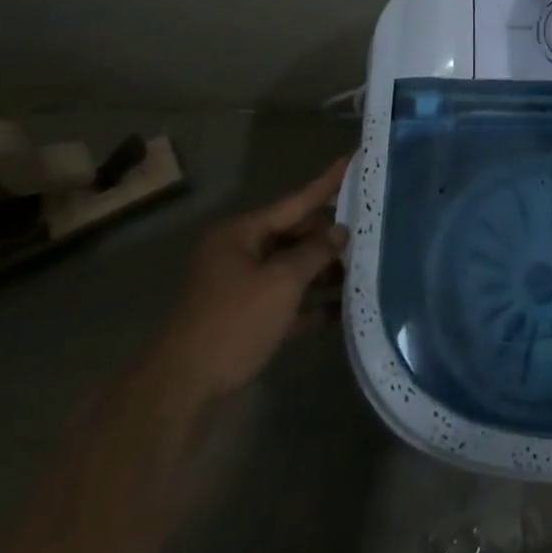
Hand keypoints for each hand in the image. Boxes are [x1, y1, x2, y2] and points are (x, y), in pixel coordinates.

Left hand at [151, 157, 349, 402]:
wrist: (182, 394)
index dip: (327, 183)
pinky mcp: (245, 321)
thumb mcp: (281, 282)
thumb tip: (340, 232)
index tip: (352, 159)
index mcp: (241, 234)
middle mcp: (239, 254)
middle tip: (369, 230)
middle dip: (328, 237)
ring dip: (323, 272)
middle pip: (294, 235)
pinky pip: (285, 301)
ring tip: (364, 269)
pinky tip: (342, 310)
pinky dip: (310, 304)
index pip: (295, 201)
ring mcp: (240, 288)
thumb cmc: (233, 323)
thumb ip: (315, 252)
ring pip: (291, 269)